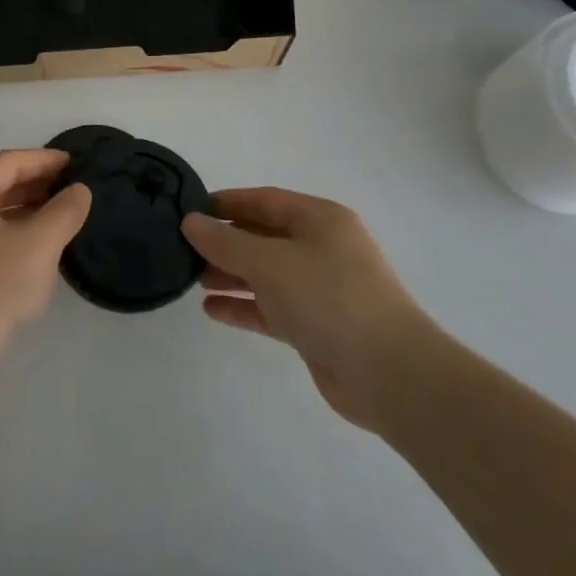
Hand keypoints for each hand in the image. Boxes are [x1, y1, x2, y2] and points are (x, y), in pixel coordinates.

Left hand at [0, 150, 91, 373]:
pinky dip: (9, 233)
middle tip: (70, 189)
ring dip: (23, 210)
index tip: (74, 163)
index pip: (8, 162)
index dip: (43, 160)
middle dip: (34, 184)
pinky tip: (31, 251)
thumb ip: (64, 211)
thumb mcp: (39, 245)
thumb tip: (78, 190)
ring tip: (57, 218)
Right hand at [183, 189, 430, 434]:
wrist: (390, 374)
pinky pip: (271, 308)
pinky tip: (211, 310)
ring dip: (231, 274)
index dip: (227, 202)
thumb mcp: (270, 262)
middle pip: (264, 236)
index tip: (190, 209)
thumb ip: (226, 241)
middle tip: (184, 248)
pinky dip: (244, 306)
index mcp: (320, 220)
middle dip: (225, 241)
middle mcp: (322, 248)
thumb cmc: (330, 299)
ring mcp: (321, 289)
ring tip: (191, 278)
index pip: (264, 200)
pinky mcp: (316, 326)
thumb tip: (190, 222)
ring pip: (266, 273)